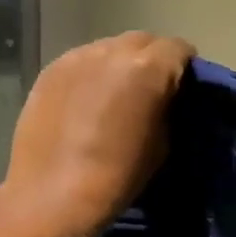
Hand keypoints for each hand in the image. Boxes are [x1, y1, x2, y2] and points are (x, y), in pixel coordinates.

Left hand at [3, 32, 195, 236]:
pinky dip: (92, 76)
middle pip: (143, 41)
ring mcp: (76, 57)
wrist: (52, 196)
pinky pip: (82, 62)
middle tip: (151, 92)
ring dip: (120, 66)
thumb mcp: (162, 146)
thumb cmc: (117, 177)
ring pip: (109, 48)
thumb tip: (163, 99)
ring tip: (116, 97)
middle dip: (152, 60)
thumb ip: (166, 109)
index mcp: (147, 68)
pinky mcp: (50, 70)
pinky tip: (87, 104)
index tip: (183, 89)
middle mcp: (111, 51)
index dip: (185, 67)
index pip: (179, 48)